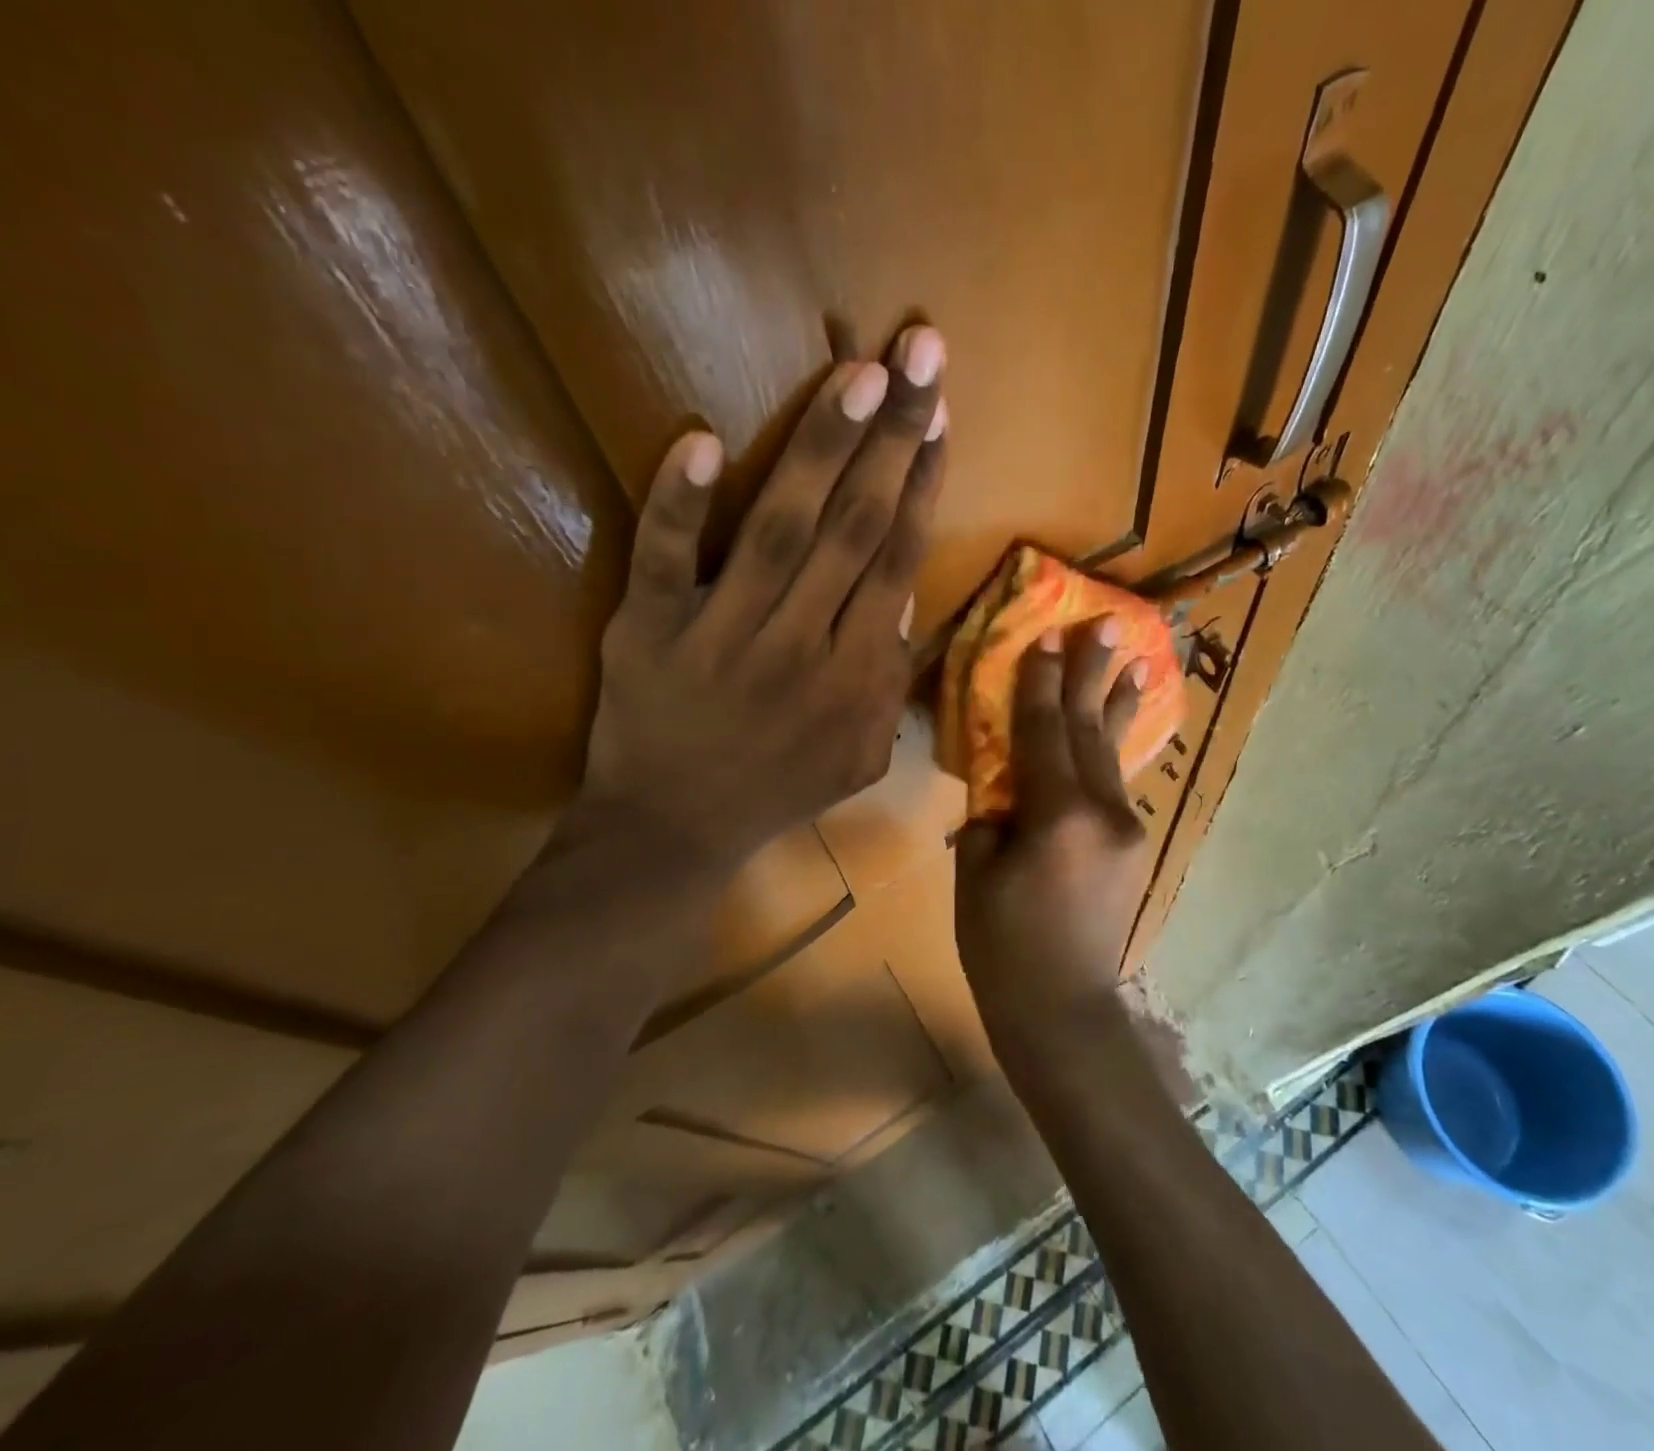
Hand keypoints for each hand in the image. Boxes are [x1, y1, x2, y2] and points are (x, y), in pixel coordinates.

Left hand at [566, 325, 948, 878]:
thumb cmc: (777, 789)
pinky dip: (676, 503)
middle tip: (919, 353)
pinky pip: (664, 560)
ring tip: (857, 374)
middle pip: (855, 528)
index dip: (922, 483)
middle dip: (893, 436)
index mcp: (855, 675)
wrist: (675, 830)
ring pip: (779, 529)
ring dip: (821, 448)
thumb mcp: (860, 756)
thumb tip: (904, 601)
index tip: (939, 415)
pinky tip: (699, 440)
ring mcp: (721, 633)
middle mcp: (800, 644)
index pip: (897, 560)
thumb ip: (891, 684)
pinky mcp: (649, 630)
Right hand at [954, 618, 1151, 1062]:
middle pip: (1089, 730)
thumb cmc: (1003, 950)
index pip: (1043, 732)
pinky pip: (1116, 784)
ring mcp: (1126, 829)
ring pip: (1113, 753)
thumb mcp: (975, 877)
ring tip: (1139, 661)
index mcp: (1055, 816)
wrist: (1064, 1012)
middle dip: (1093, 674)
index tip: (1048, 636)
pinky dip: (1114, 749)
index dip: (1041, 682)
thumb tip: (1003, 793)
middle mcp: (1102, 812)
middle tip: (1109, 624)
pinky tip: (1120, 728)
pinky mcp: (1133, 847)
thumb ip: (989, 820)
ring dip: (1119, 704)